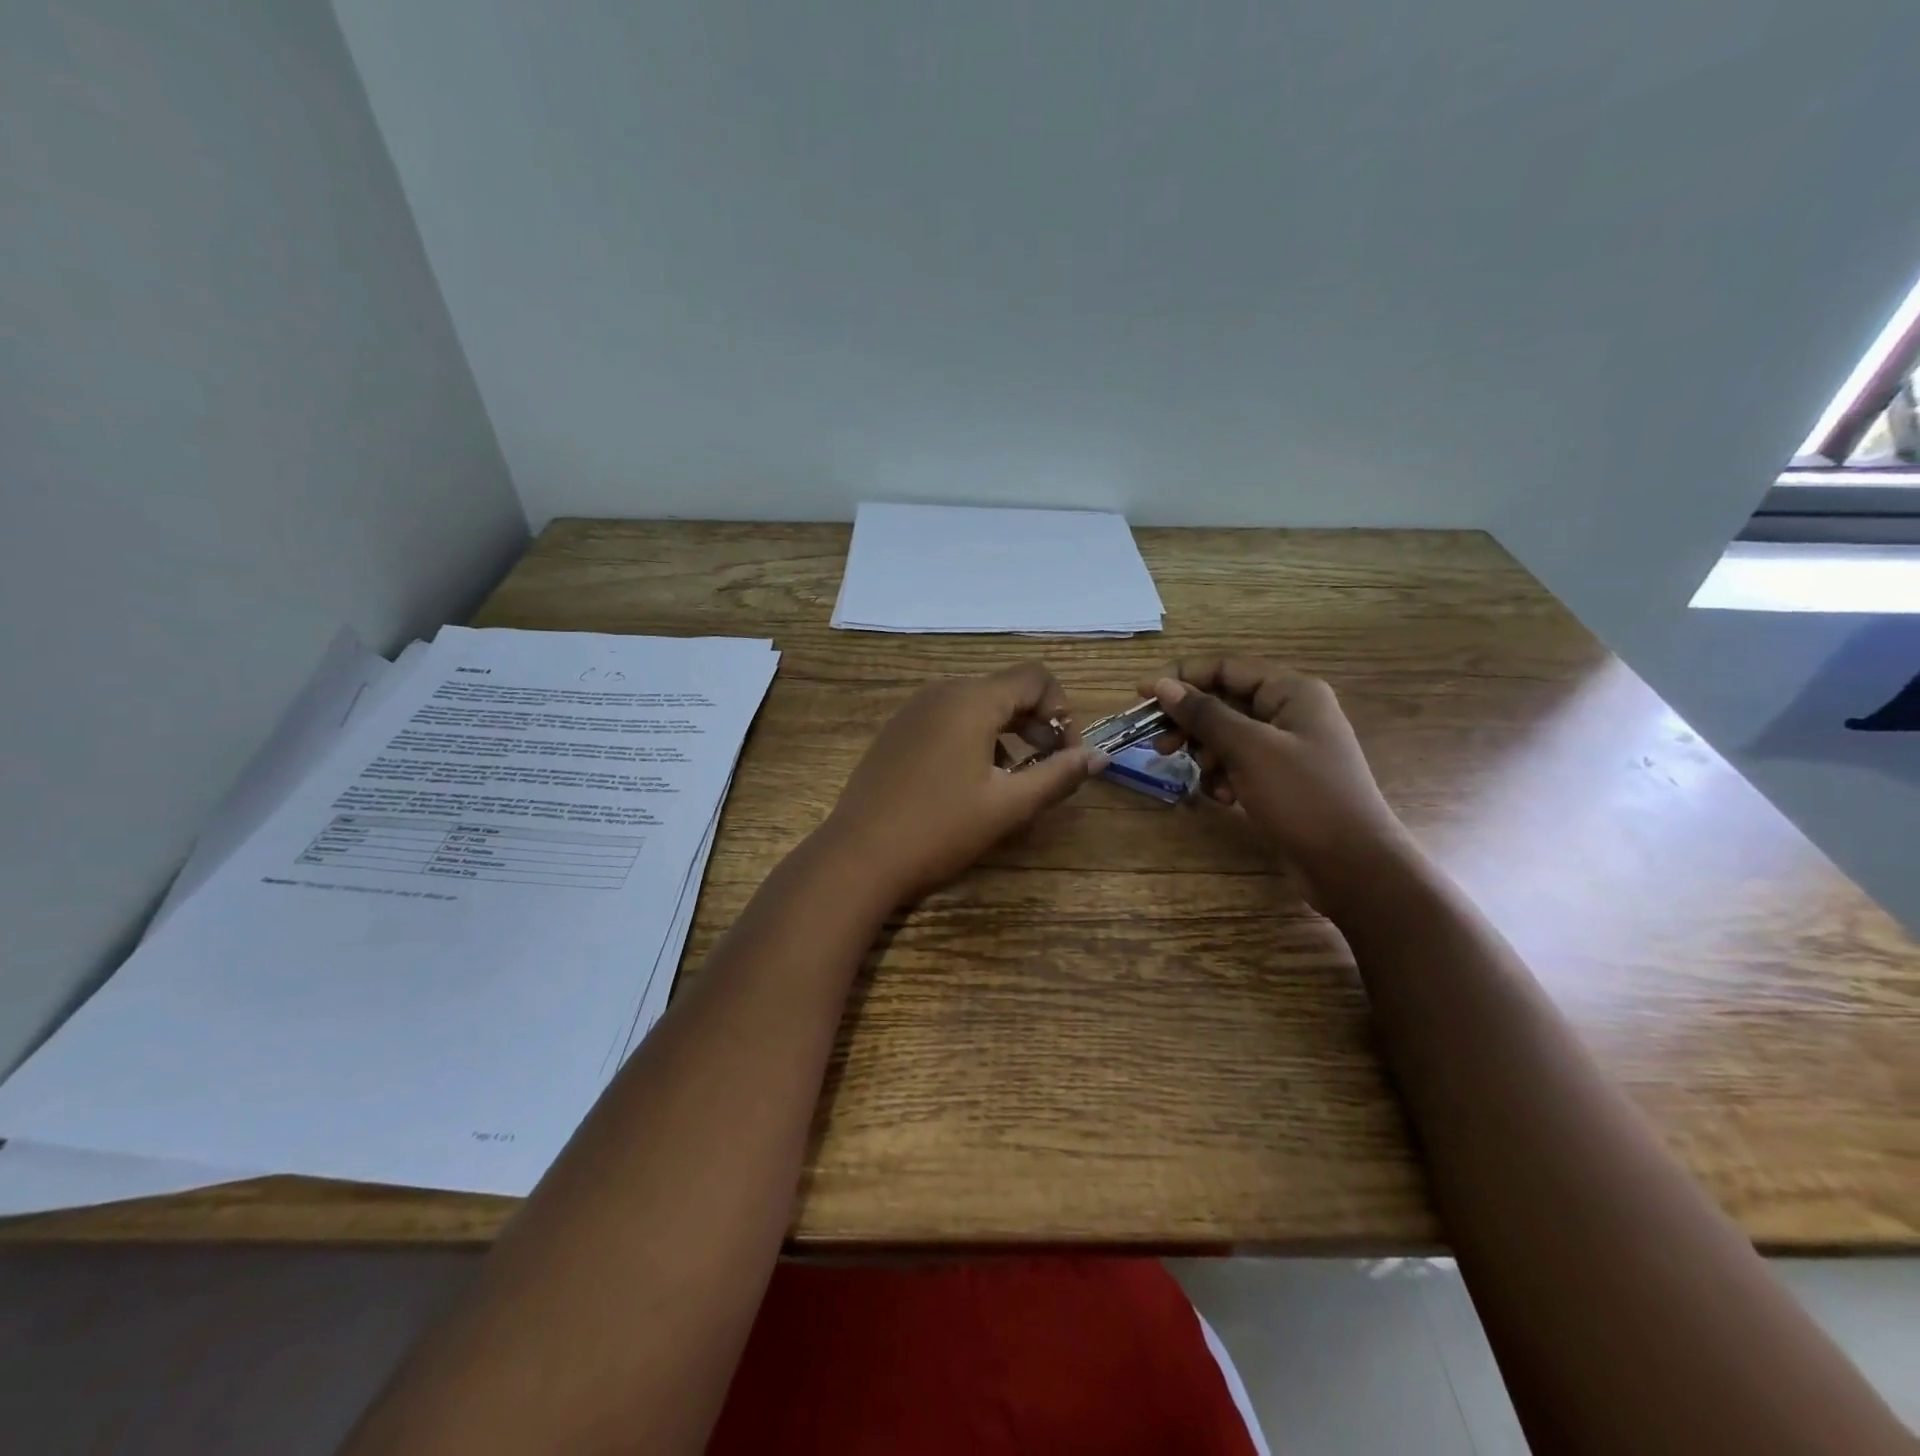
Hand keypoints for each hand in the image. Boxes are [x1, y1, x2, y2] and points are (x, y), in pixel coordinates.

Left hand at [822, 662, 1107, 903]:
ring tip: (1011, 781)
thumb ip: (1058, 775)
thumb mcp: (1009, 805)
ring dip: (1006, 734)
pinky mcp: (896, 731)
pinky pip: (948, 719)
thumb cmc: (940, 828)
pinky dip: (973, 738)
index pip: (1036, 677)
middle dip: (1036, 724)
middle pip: (1006, 689)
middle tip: (1046, 769)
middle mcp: (941, 692)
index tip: (1066, 755)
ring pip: (976, 706)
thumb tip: (1100, 757)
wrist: (859, 856)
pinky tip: (969, 783)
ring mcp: (913, 710)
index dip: (1063, 711)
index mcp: (972, 699)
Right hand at [1141, 657, 1414, 904]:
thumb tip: (1162, 684)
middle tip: (1159, 745)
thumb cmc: (1304, 798)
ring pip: (1228, 736)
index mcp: (1292, 692)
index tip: (1141, 694)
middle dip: (1190, 723)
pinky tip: (1223, 798)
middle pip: (1224, 702)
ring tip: (1201, 777)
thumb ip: (1205, 714)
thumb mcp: (1249, 750)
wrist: (1353, 866)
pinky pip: (1239, 764)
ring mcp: (1287, 748)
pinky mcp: (1281, 779)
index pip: (1226, 668)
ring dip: (1206, 754)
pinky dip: (1224, 776)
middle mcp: (1291, 712)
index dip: (1182, 677)